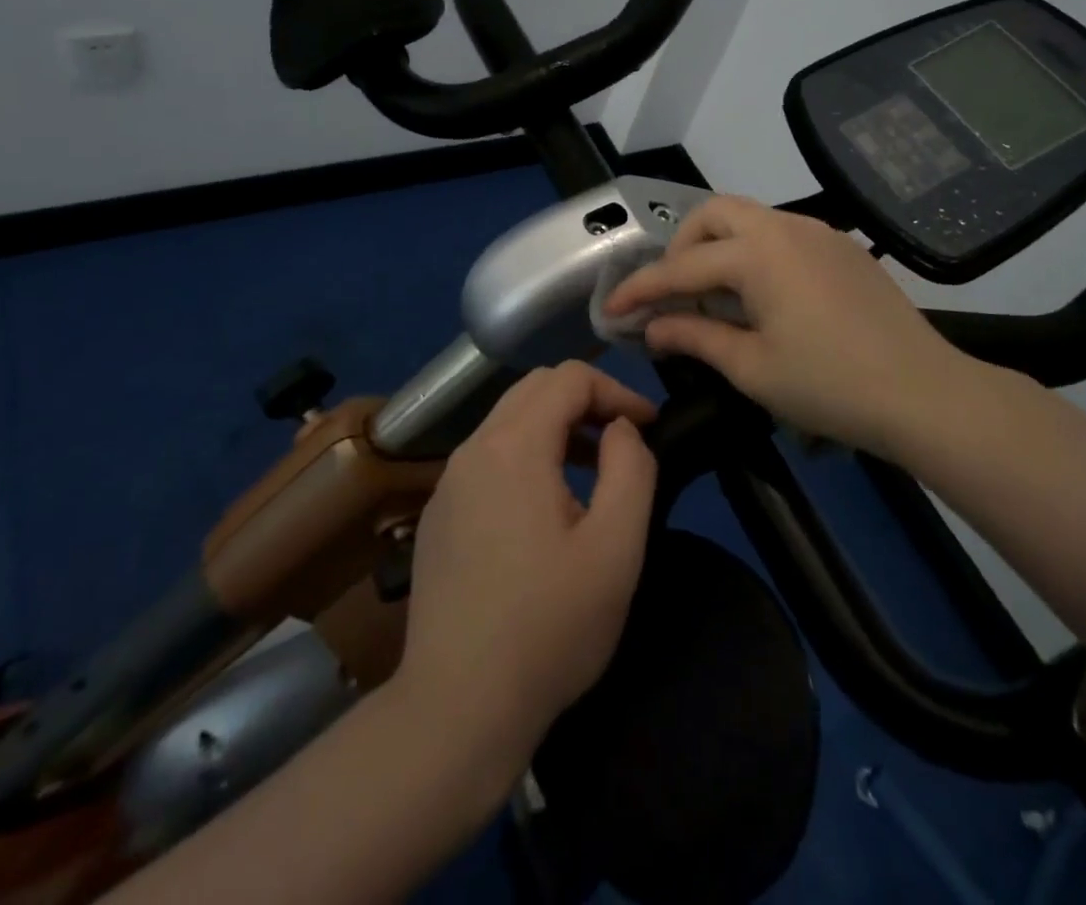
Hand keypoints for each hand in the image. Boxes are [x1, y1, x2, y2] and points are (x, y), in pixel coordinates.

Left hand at [396, 361, 657, 770]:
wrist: (457, 708)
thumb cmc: (549, 627)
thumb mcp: (616, 548)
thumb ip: (632, 468)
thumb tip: (620, 429)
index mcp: (514, 446)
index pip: (569, 378)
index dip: (616, 390)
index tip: (648, 426)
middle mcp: (473, 449)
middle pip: (534, 388)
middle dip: (586, 400)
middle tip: (623, 439)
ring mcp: (448, 482)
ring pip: (508, 420)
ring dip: (556, 427)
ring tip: (593, 470)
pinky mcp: (438, 514)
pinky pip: (487, 457)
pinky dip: (525, 455)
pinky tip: (544, 507)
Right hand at [604, 195, 980, 456]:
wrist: (926, 393)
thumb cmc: (831, 385)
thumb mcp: (752, 368)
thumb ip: (695, 339)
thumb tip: (651, 329)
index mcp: (759, 253)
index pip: (681, 267)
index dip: (641, 289)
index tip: (611, 310)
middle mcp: (786, 227)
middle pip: (715, 214)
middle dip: (681, 247)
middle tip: (672, 293)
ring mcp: (819, 232)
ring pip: (750, 218)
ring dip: (718, 246)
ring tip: (711, 295)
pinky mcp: (842, 247)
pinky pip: (782, 233)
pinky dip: (753, 252)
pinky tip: (759, 294)